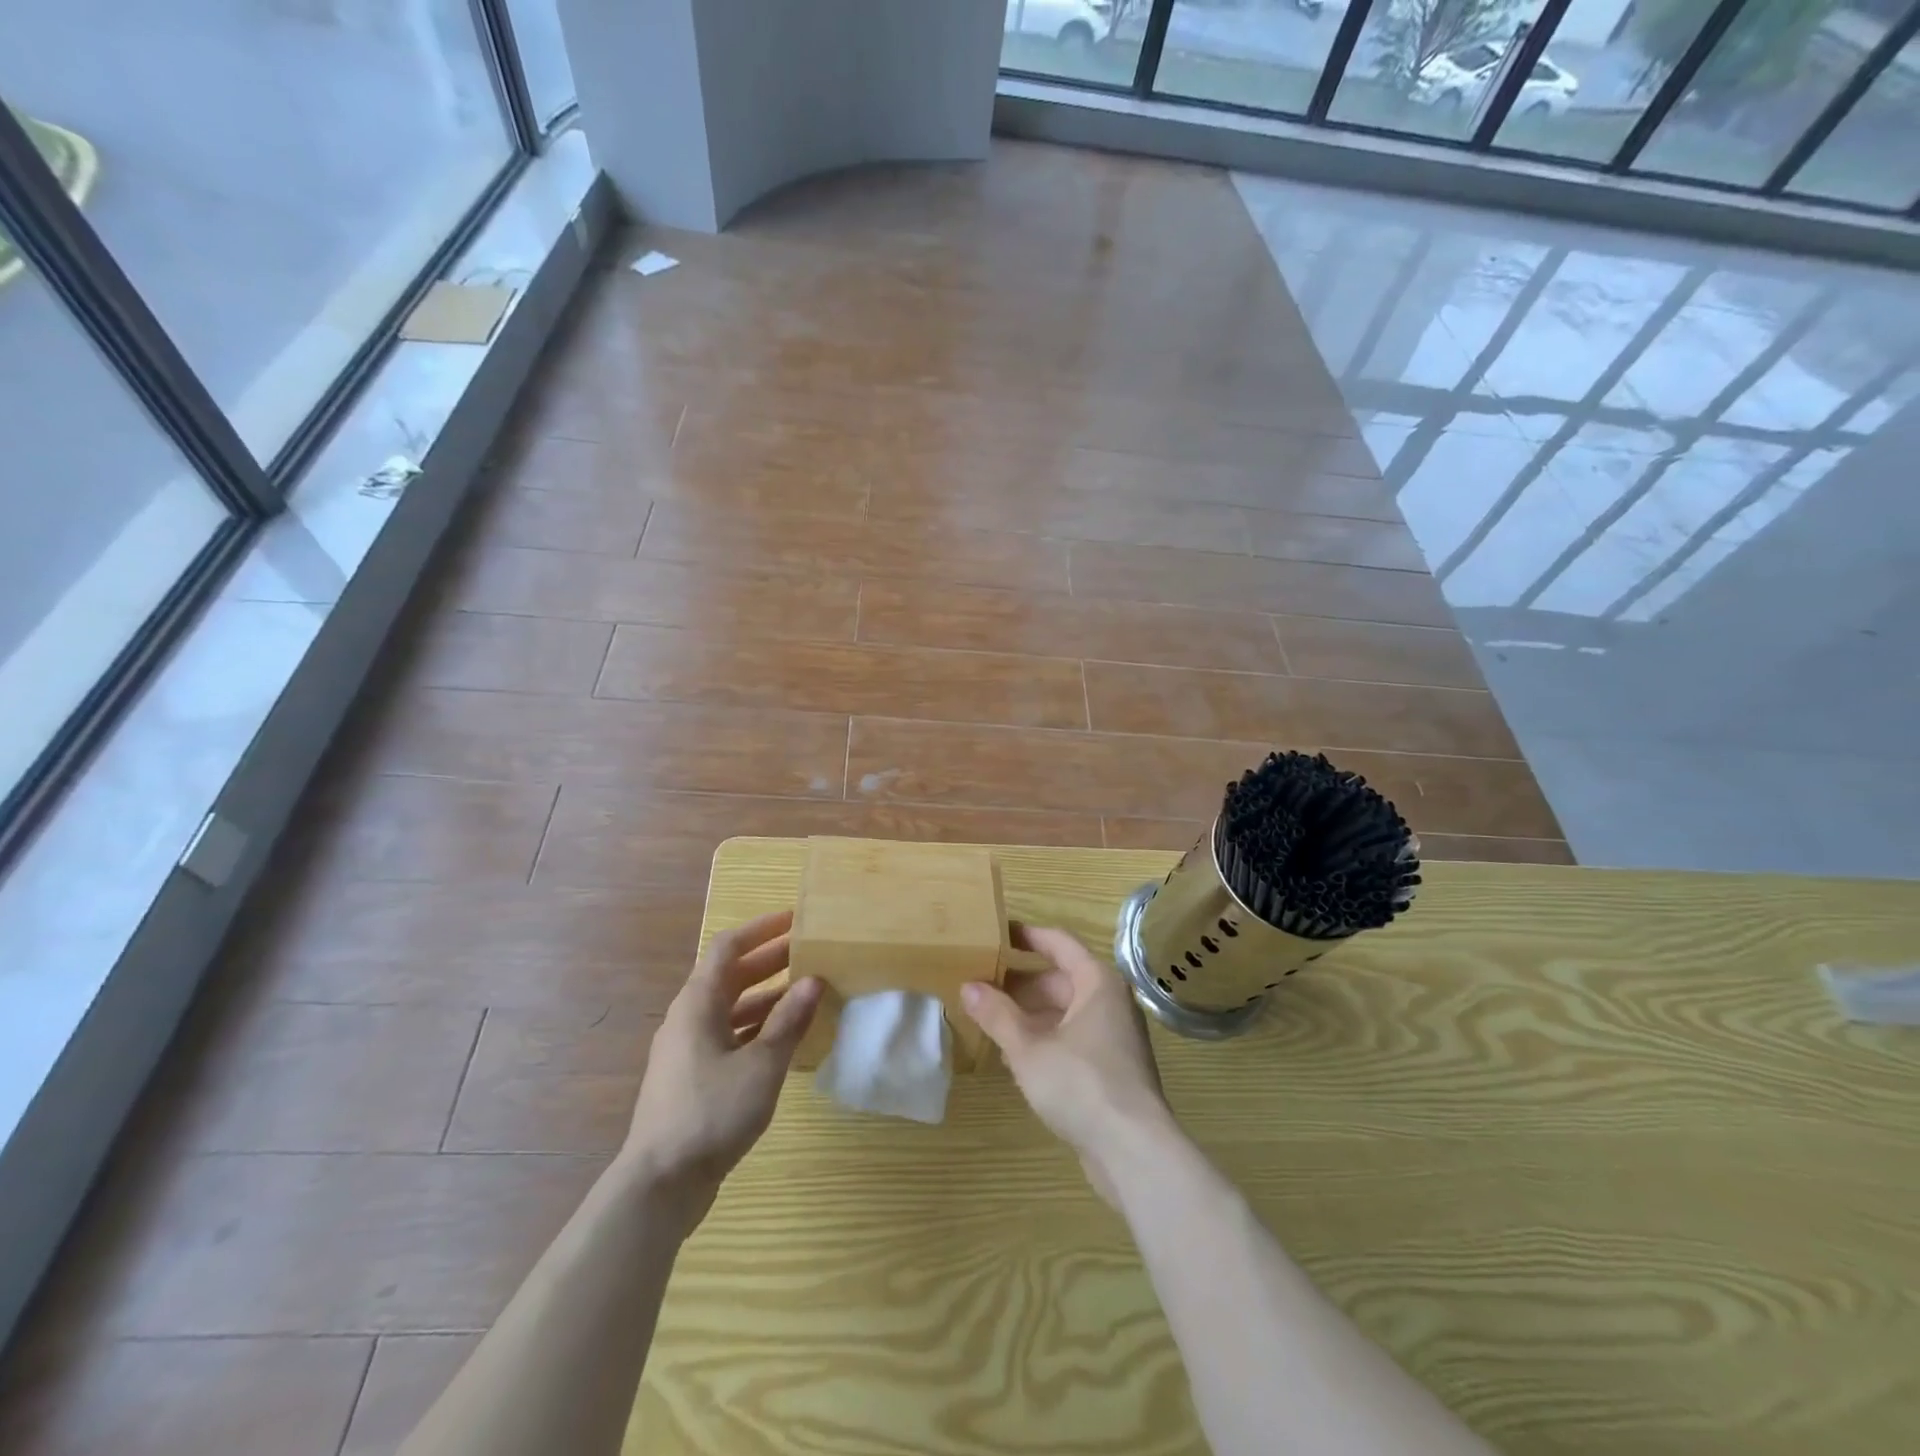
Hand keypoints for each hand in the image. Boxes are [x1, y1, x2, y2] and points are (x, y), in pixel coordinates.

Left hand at [621, 909, 822, 1226]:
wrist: (660, 1184)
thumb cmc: (711, 1112)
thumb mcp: (762, 1065)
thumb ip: (788, 1021)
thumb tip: (814, 980)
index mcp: (698, 1003)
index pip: (728, 946)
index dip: (761, 929)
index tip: (795, 919)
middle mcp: (688, 1018)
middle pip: (730, 975)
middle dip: (770, 960)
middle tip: (811, 953)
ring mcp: (687, 1049)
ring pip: (731, 1007)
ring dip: (766, 996)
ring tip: (806, 993)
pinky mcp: (692, 1077)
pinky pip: (728, 1035)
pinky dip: (756, 1028)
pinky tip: (785, 1040)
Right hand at [961, 926, 1173, 1204]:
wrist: (1133, 1150)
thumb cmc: (1081, 1083)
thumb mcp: (1028, 1048)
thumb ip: (997, 1015)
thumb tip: (968, 986)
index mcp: (1097, 982)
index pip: (1058, 943)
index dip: (1026, 936)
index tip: (996, 933)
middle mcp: (1110, 1002)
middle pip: (1060, 980)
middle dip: (1020, 985)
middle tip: (981, 986)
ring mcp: (1115, 1037)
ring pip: (1065, 1013)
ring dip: (1029, 1016)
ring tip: (990, 1022)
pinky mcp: (1113, 1069)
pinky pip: (1073, 1040)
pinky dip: (1046, 1041)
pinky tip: (1017, 1059)